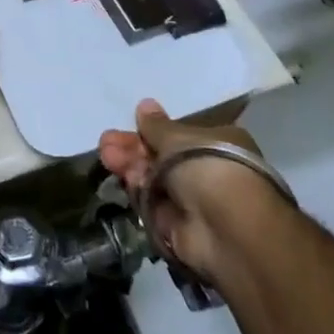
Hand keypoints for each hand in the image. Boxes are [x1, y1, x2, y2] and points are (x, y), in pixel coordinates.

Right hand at [99, 99, 288, 285]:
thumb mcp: (178, 138)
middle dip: (133, 150)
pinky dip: (139, 193)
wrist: (226, 228)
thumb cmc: (209, 168)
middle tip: (106, 143)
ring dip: (130, 168)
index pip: (180, 136)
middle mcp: (207, 172)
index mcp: (218, 144)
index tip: (130, 125)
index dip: (152, 132)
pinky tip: (125, 179)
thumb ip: (156, 126)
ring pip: (153, 181)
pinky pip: (152, 206)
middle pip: (162, 158)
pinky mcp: (177, 227)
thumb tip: (145, 105)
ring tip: (107, 156)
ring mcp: (192, 201)